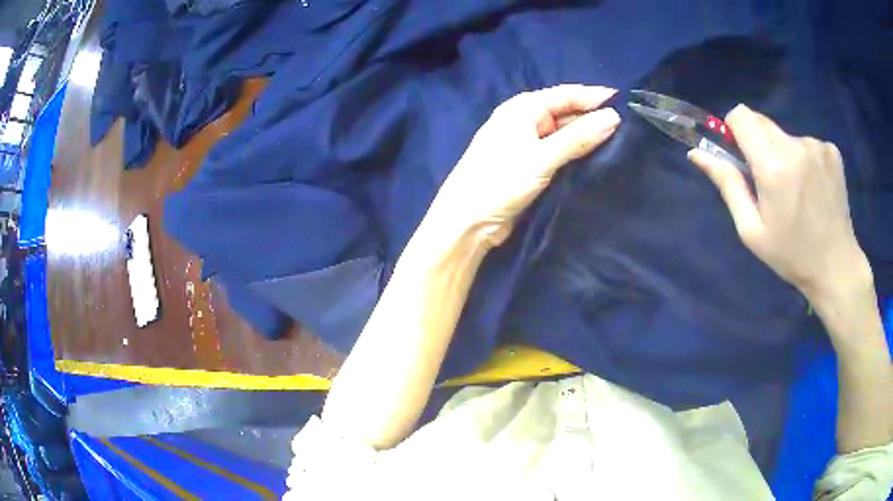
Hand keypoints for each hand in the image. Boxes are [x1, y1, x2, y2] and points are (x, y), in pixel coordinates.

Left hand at [430, 84, 620, 246]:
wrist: (467, 222)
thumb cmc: (499, 182)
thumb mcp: (541, 157)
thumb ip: (578, 138)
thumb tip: (614, 118)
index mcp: (522, 108)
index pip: (566, 94)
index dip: (595, 97)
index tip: (626, 103)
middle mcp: (525, 121)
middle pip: (566, 113)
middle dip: (593, 117)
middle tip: (628, 127)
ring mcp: (527, 144)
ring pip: (564, 134)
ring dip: (586, 137)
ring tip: (621, 142)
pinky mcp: (529, 166)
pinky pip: (559, 153)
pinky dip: (576, 153)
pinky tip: (597, 158)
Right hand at [688, 105, 870, 308]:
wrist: (836, 266)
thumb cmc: (791, 254)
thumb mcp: (752, 230)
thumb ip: (727, 184)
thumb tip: (697, 153)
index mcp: (773, 166)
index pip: (741, 116)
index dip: (735, 130)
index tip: (741, 155)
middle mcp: (796, 146)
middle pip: (762, 121)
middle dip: (759, 144)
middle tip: (770, 181)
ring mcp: (817, 146)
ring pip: (786, 135)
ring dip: (784, 154)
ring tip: (797, 190)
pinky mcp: (832, 150)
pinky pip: (807, 143)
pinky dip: (804, 159)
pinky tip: (813, 187)